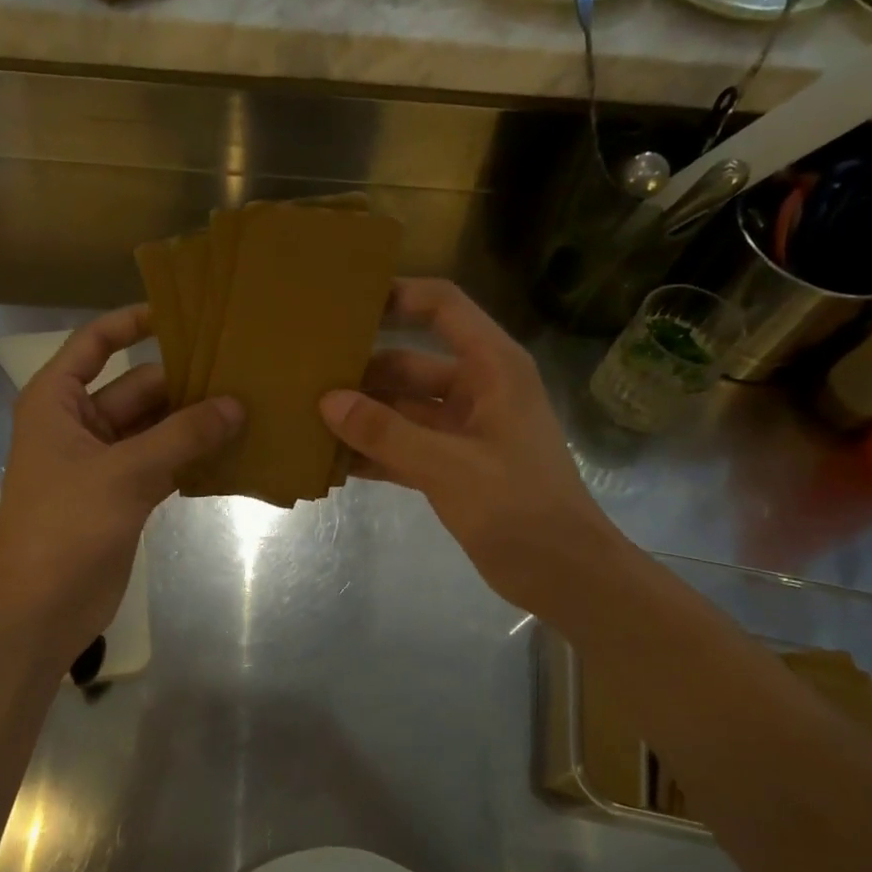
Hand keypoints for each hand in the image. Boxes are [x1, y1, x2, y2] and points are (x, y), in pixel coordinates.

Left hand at [0, 307, 242, 658]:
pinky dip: (191, 458)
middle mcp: (79, 424)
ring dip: (194, 422)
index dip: (133, 322)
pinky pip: (163, 462)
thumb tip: (237, 404)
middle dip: (184, 381)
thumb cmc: (66, 526)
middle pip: (137, 387)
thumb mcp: (125, 472)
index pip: (95, 343)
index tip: (183, 312)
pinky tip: (234, 451)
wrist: (40, 609)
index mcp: (57, 401)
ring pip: (155, 428)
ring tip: (250, 405)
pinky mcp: (123, 496)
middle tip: (244, 370)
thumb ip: (183, 436)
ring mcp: (103, 462)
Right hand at [319, 278, 627, 617]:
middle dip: (363, 369)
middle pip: (411, 363)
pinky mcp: (455, 467)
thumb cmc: (518, 507)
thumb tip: (328, 401)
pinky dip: (377, 452)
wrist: (565, 575)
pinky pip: (406, 447)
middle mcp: (478, 389)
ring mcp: (465, 430)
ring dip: (364, 415)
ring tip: (307, 415)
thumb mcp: (448, 466)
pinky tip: (333, 459)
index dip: (398, 296)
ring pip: (404, 409)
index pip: (443, 308)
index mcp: (493, 368)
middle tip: (306, 375)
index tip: (344, 304)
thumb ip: (386, 432)